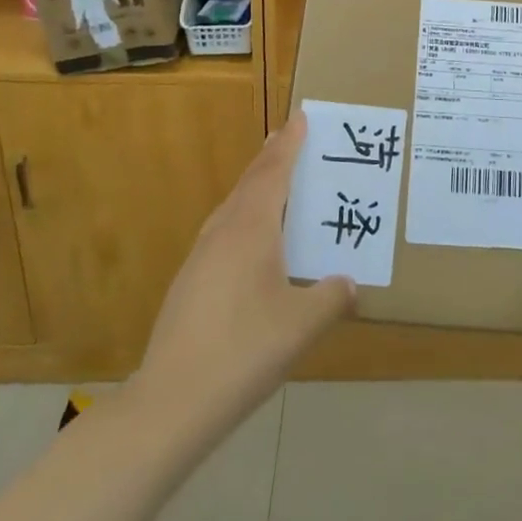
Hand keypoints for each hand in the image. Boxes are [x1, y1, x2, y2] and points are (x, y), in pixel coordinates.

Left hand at [133, 114, 354, 441]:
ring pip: (233, 207)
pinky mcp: (189, 283)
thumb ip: (332, 298)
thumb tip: (350, 284)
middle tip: (288, 137)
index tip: (301, 117)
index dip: (290, 144)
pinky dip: (245, 218)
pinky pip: (224, 231)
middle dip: (271, 158)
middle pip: (250, 182)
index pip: (274, 172)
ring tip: (274, 182)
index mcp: (251, 229)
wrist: (171, 402)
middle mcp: (223, 232)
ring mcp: (201, 257)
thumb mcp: (302, 325)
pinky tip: (252, 244)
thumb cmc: (244, 351)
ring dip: (255, 187)